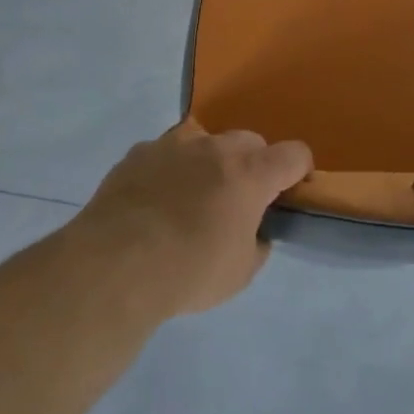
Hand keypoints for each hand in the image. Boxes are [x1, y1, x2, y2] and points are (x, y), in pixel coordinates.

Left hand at [74, 120, 312, 318]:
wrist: (114, 266)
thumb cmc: (188, 271)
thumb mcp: (240, 273)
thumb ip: (257, 244)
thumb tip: (255, 232)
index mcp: (250, 173)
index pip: (294, 154)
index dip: (300, 170)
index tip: (291, 191)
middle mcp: (216, 148)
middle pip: (250, 141)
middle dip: (253, 164)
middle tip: (240, 199)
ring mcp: (173, 145)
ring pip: (205, 141)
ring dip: (210, 162)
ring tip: (193, 196)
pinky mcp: (138, 153)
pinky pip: (166, 153)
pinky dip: (170, 169)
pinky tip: (155, 200)